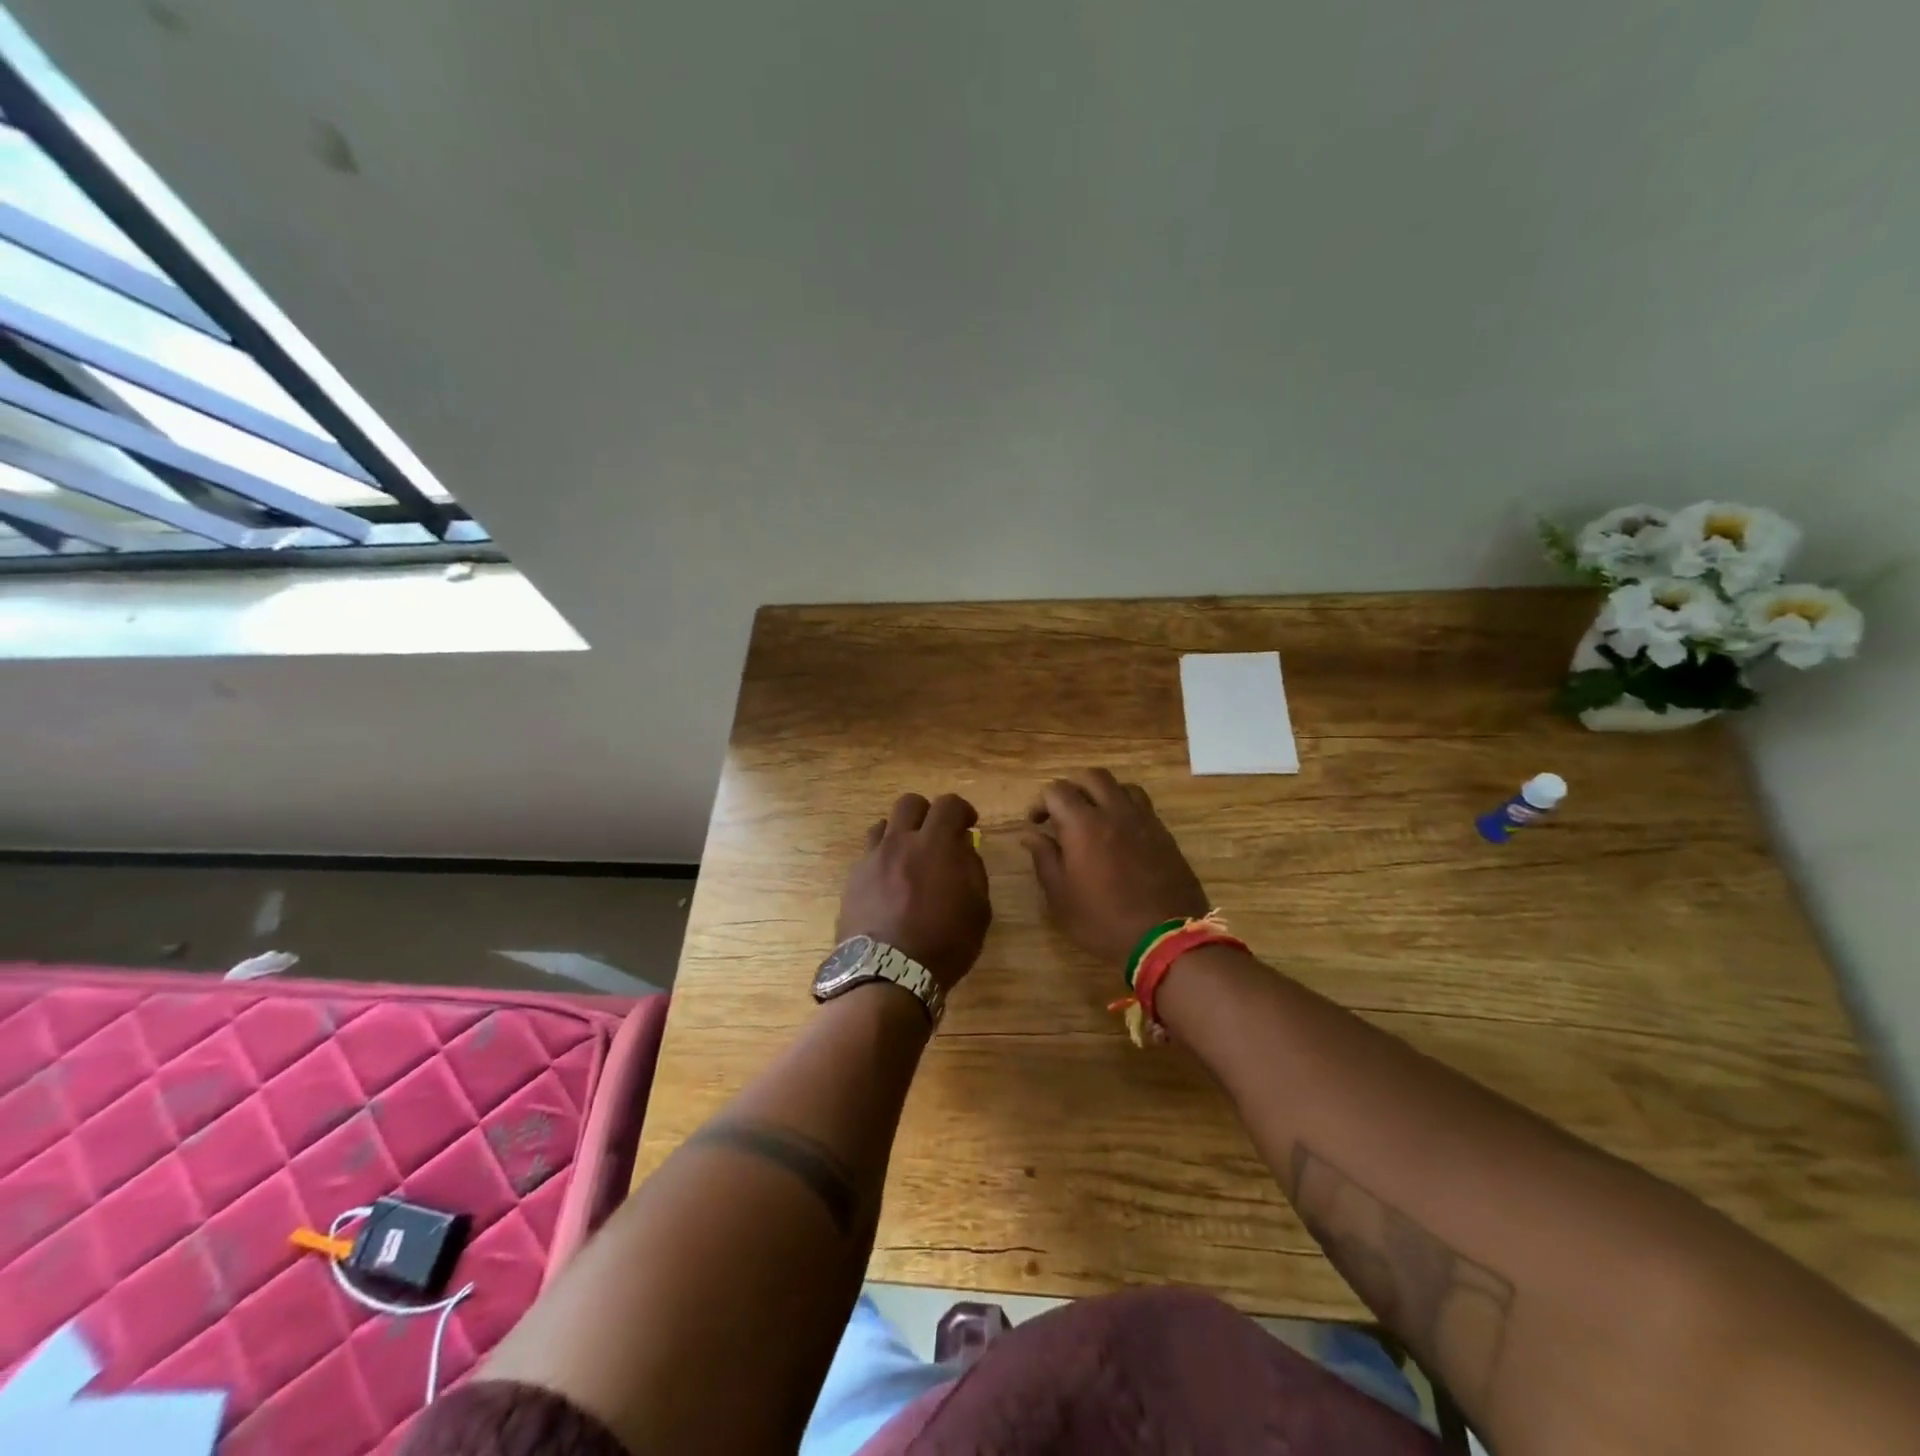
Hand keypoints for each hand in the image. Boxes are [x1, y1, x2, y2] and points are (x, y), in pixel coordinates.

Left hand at [837, 793, 991, 992]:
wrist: (886, 974)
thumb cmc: (943, 943)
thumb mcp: (978, 909)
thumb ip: (972, 869)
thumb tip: (963, 848)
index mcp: (935, 844)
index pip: (948, 804)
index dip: (962, 810)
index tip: (968, 825)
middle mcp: (899, 842)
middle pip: (909, 804)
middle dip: (926, 813)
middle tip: (936, 836)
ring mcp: (871, 860)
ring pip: (882, 826)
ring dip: (899, 835)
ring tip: (908, 858)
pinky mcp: (852, 880)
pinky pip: (868, 856)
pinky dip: (882, 861)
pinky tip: (889, 885)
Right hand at [1021, 769, 1208, 967]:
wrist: (1165, 939)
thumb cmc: (1103, 921)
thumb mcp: (1061, 897)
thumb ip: (1044, 859)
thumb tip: (1031, 835)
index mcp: (1083, 824)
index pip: (1057, 790)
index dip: (1041, 802)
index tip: (1037, 823)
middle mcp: (1115, 812)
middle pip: (1092, 776)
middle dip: (1072, 787)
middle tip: (1063, 812)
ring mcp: (1144, 820)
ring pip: (1121, 786)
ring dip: (1102, 793)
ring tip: (1094, 816)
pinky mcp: (1164, 834)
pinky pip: (1142, 805)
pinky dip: (1125, 807)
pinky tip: (1120, 833)